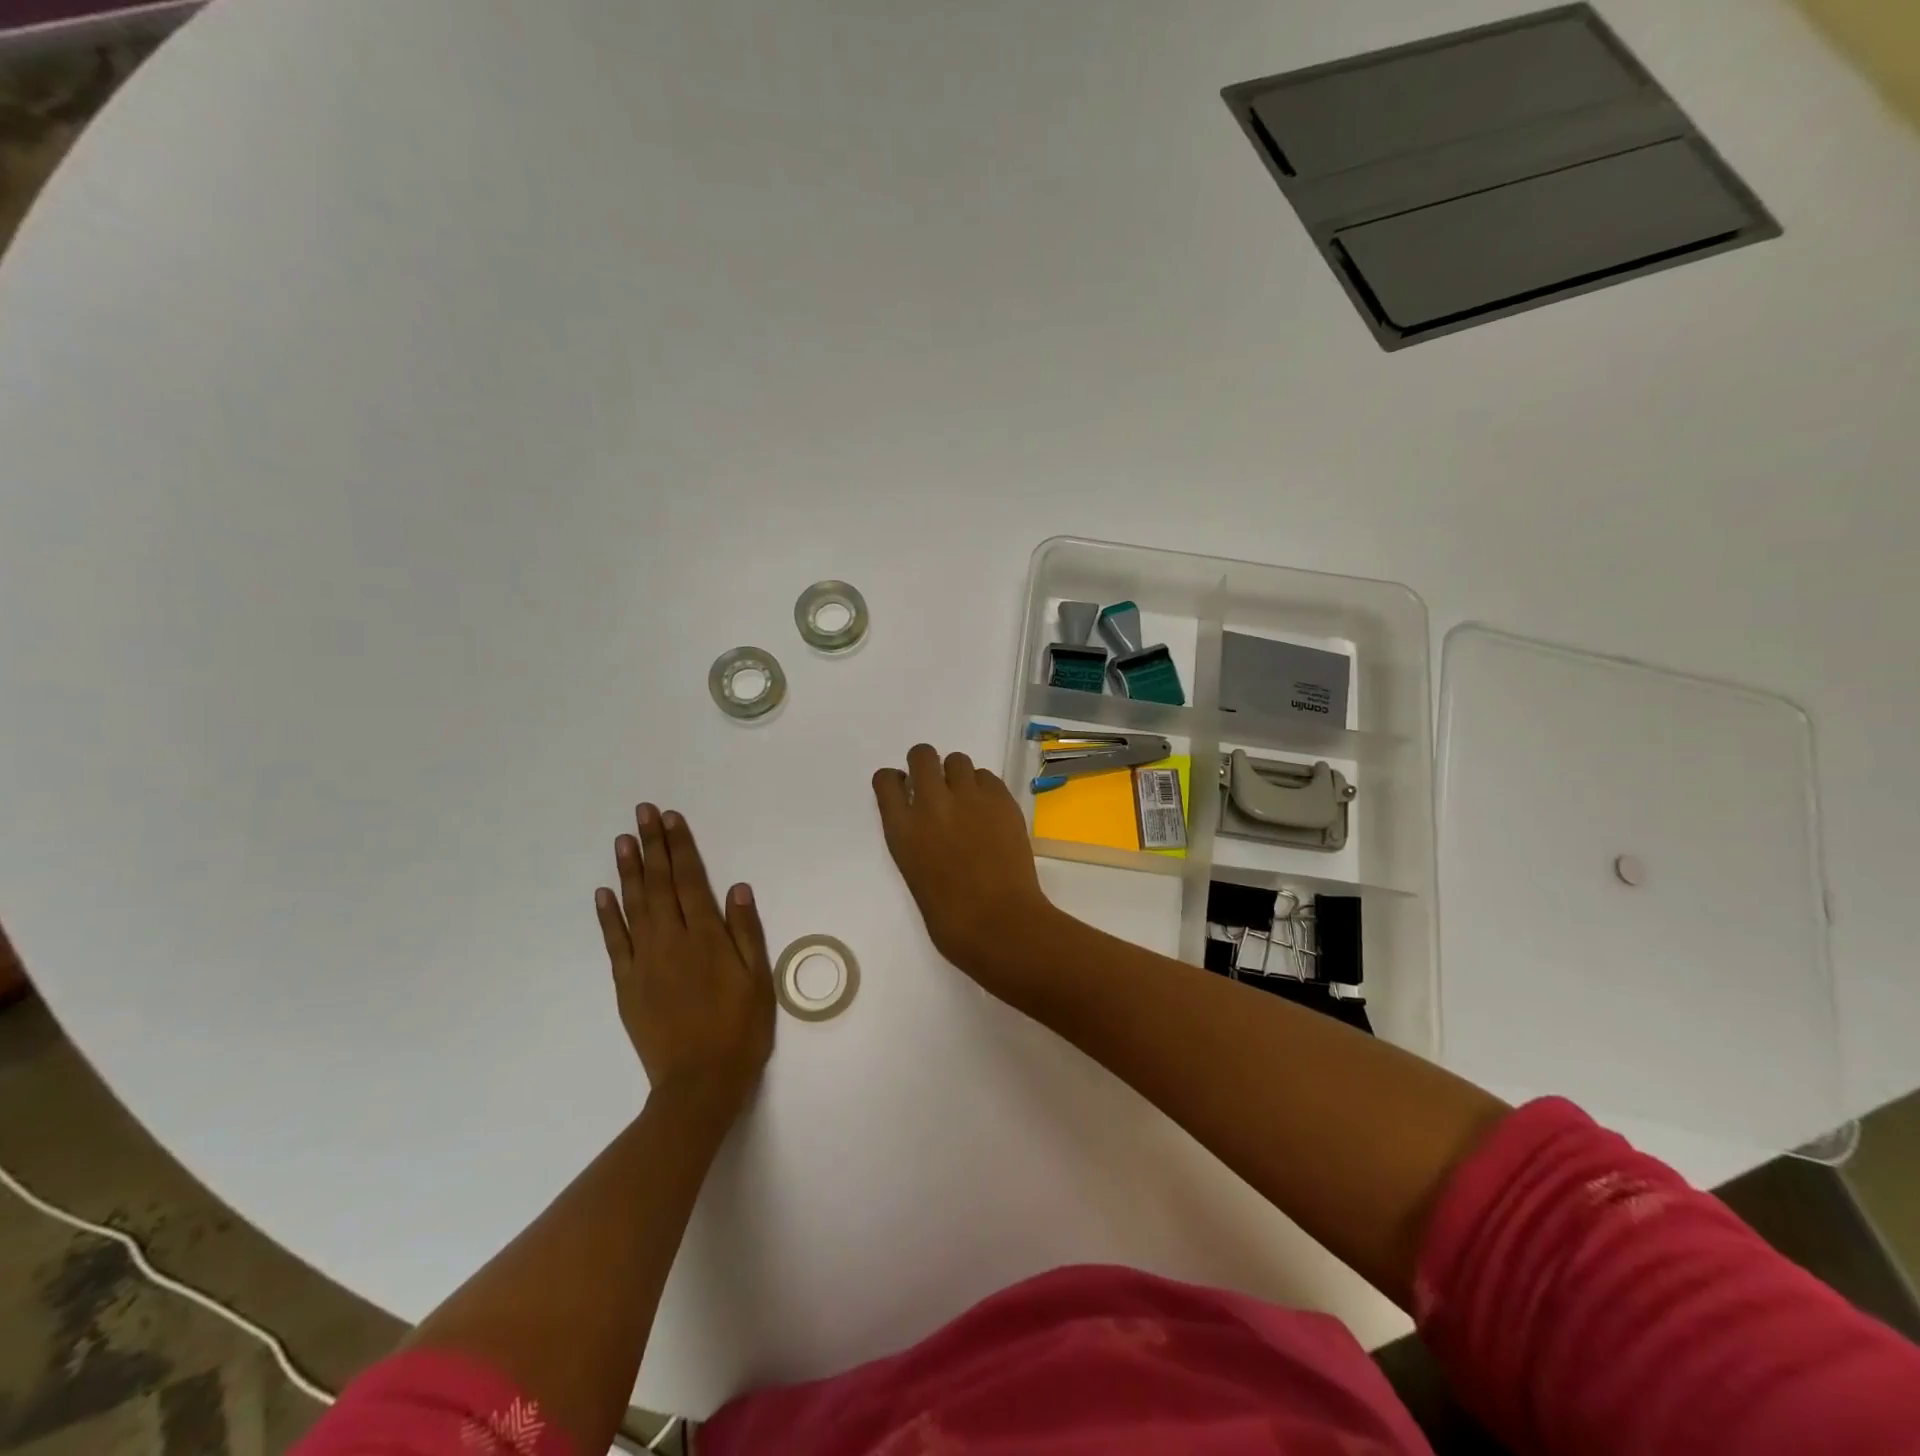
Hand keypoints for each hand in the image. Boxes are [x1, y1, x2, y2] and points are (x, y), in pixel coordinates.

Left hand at [595, 805, 774, 1117]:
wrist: (699, 1084)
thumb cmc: (740, 1030)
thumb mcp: (758, 980)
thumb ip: (746, 932)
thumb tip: (737, 888)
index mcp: (706, 938)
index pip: (691, 880)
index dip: (681, 847)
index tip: (671, 819)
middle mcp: (671, 941)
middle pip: (660, 884)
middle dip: (652, 845)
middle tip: (642, 812)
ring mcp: (644, 962)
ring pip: (634, 906)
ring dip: (629, 870)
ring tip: (623, 840)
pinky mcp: (626, 984)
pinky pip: (615, 942)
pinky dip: (608, 915)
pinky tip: (604, 893)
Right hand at [872, 744, 1061, 992]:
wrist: (999, 922)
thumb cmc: (950, 917)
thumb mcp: (914, 873)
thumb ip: (915, 839)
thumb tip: (927, 824)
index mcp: (902, 829)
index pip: (886, 781)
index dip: (895, 781)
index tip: (904, 789)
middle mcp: (931, 803)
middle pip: (922, 756)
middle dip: (926, 764)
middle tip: (937, 784)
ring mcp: (969, 797)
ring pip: (958, 760)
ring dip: (957, 774)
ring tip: (967, 799)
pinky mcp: (1002, 799)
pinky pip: (987, 777)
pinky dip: (984, 788)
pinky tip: (990, 811)